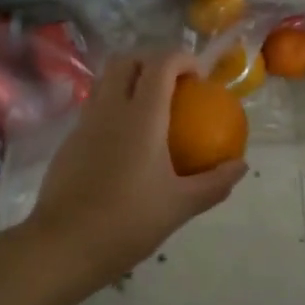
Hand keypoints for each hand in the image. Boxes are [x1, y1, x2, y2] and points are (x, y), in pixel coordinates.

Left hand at [26, 50, 247, 286]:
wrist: (64, 246)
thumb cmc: (127, 222)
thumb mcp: (180, 206)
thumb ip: (214, 183)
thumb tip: (240, 166)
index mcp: (141, 117)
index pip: (160, 64)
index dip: (182, 59)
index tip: (199, 77)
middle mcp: (110, 109)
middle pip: (126, 60)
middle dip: (152, 60)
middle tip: (174, 84)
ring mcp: (84, 123)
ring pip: (105, 80)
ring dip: (129, 80)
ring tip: (150, 106)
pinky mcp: (69, 141)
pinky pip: (94, 107)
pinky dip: (113, 106)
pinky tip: (126, 140)